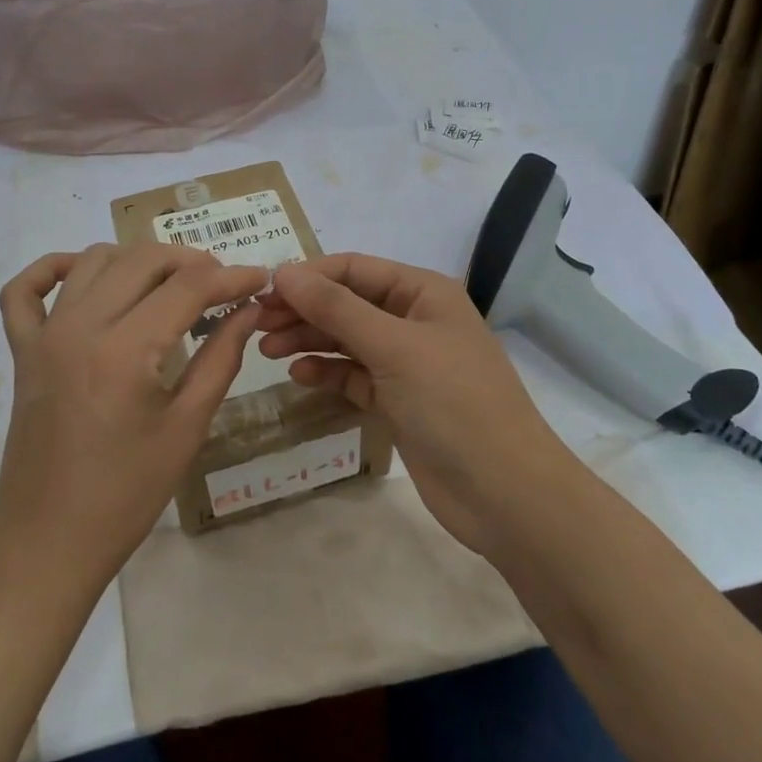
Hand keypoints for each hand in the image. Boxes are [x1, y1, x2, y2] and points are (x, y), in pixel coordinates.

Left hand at [0, 242, 268, 592]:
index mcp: (125, 351)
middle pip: (142, 260)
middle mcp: (80, 327)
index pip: (188, 287)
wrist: (49, 542)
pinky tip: (84, 278)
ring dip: (136, 260)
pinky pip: (23, 290)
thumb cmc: (127, 494)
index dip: (232, 276)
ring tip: (169, 284)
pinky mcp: (22, 351)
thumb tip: (249, 309)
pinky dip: (52, 268)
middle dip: (190, 261)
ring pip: (92, 261)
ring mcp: (43, 335)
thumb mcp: (187, 428)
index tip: (261, 278)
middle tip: (221, 283)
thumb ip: (220, 358)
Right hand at [255, 254, 570, 555]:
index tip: (263, 291)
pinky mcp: (398, 400)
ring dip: (309, 341)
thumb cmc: (453, 403)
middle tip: (256, 325)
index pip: (355, 268)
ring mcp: (406, 363)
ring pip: (346, 340)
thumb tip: (284, 272)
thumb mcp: (392, 347)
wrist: (504, 493)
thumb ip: (336, 308)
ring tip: (267, 351)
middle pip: (347, 303)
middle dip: (303, 310)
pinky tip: (298, 376)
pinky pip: (353, 375)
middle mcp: (414, 320)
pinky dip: (327, 373)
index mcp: (423, 293)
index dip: (309, 276)